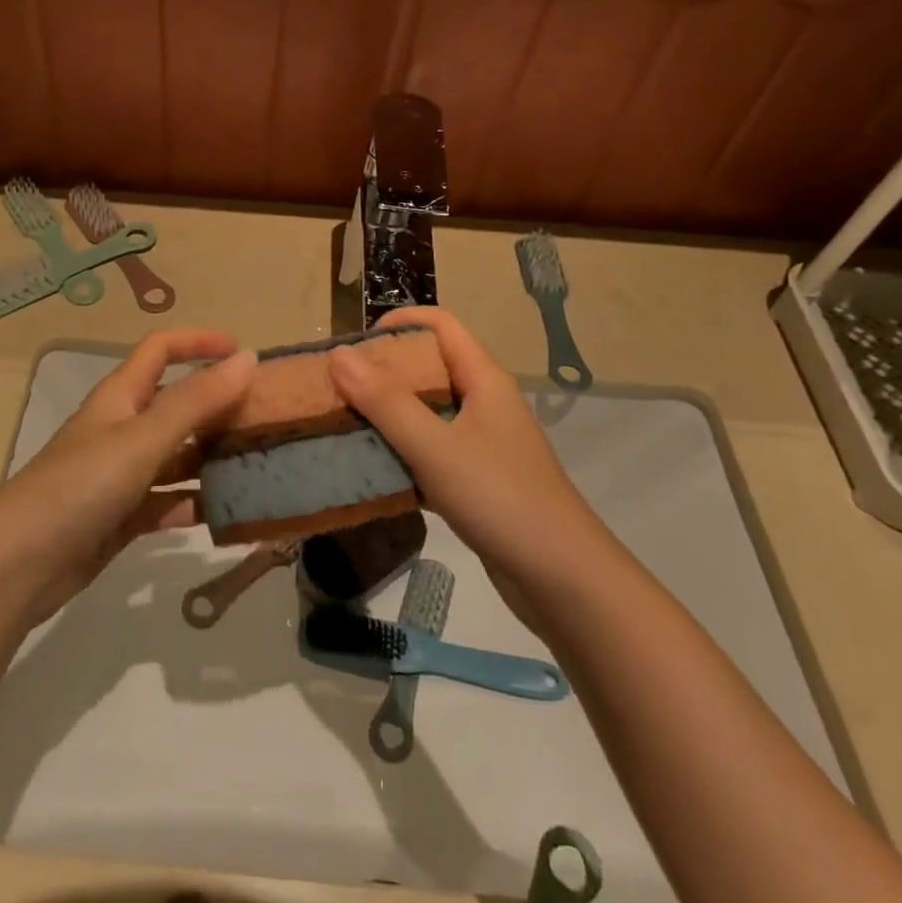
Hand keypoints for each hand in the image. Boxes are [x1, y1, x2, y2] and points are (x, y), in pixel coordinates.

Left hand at [0, 329, 255, 625]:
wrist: (18, 566)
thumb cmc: (80, 487)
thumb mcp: (142, 438)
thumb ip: (196, 401)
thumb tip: (248, 359)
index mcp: (120, 397)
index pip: (160, 349)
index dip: (199, 342)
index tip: (243, 353)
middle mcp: (121, 429)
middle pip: (176, 403)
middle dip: (218, 405)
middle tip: (267, 417)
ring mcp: (121, 475)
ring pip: (178, 455)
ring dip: (213, 456)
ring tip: (262, 464)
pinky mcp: (122, 517)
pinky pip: (169, 500)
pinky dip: (196, 502)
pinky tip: (231, 513)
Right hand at [328, 308, 610, 635]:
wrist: (563, 580)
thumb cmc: (501, 499)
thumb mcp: (436, 448)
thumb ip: (386, 402)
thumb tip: (339, 355)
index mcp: (483, 380)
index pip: (440, 324)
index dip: (399, 321)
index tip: (354, 344)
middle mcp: (484, 402)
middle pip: (429, 366)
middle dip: (382, 371)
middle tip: (338, 388)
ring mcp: (481, 442)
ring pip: (427, 411)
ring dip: (387, 414)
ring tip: (342, 424)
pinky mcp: (475, 479)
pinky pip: (430, 450)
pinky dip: (400, 452)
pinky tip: (370, 469)